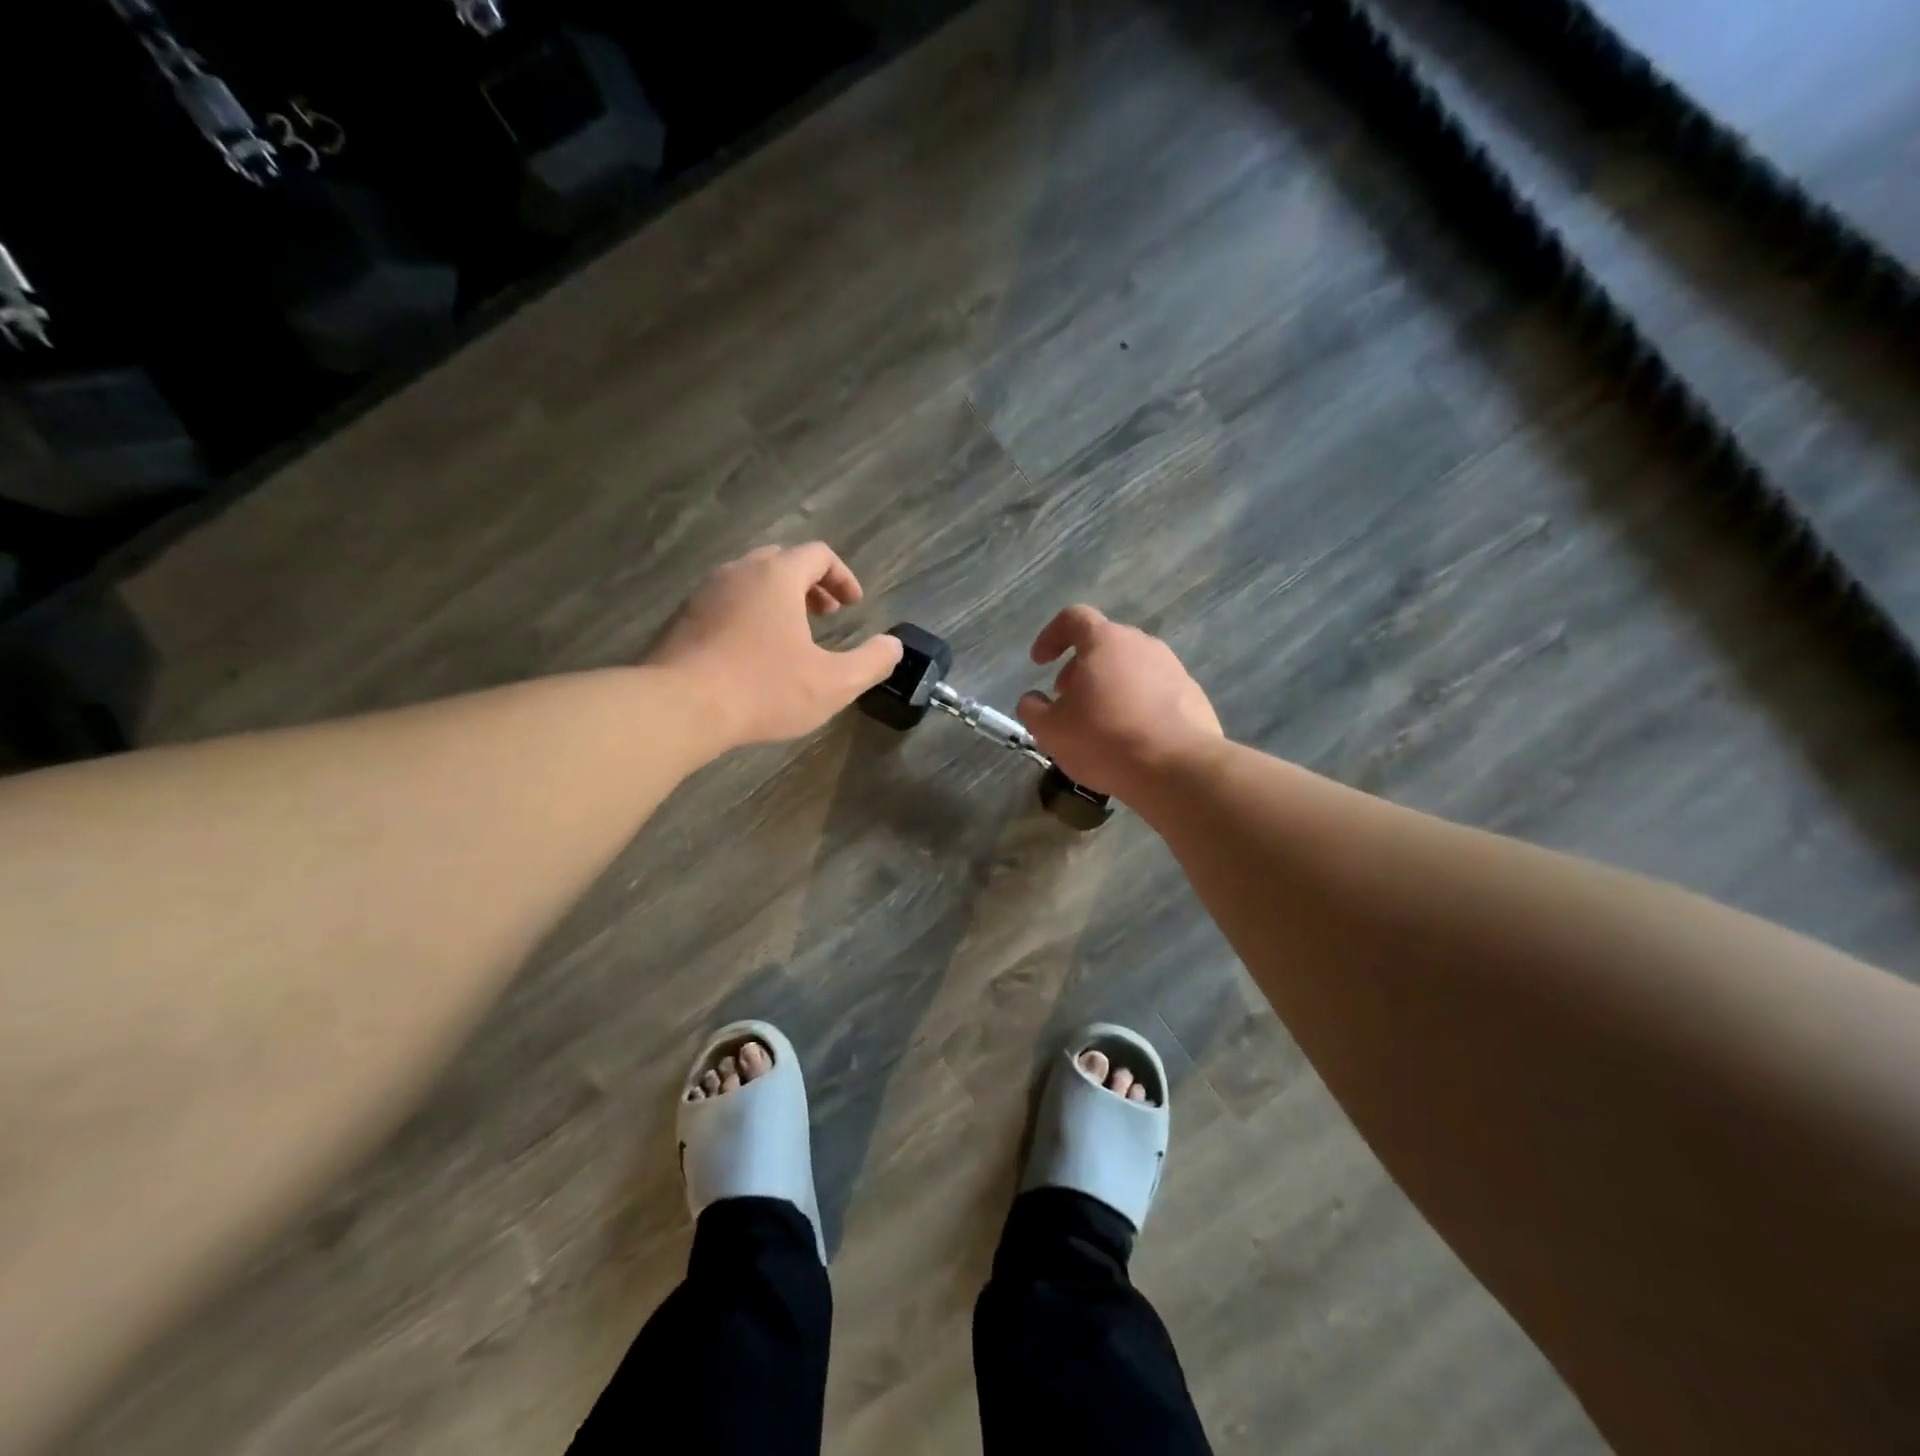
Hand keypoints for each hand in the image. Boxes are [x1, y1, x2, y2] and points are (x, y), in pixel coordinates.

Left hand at [647, 543, 901, 749]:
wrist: (679, 708)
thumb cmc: (763, 690)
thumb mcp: (833, 683)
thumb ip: (871, 662)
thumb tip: (894, 646)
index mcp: (777, 577)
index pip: (817, 554)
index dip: (842, 576)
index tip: (853, 605)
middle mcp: (738, 572)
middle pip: (781, 561)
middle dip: (810, 584)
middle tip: (826, 614)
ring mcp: (704, 593)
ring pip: (749, 580)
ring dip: (777, 598)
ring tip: (791, 634)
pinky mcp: (682, 618)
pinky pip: (724, 601)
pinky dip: (748, 612)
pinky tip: (752, 652)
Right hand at [1017, 606, 1222, 797]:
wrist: (1178, 768)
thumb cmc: (1105, 740)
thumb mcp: (1051, 731)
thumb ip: (1033, 710)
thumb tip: (1032, 701)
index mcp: (1105, 641)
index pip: (1073, 618)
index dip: (1051, 636)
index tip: (1040, 663)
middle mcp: (1142, 644)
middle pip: (1104, 644)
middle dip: (1080, 668)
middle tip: (1067, 699)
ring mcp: (1173, 668)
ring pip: (1131, 668)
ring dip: (1109, 686)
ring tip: (1099, 721)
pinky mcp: (1193, 695)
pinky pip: (1156, 691)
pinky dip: (1137, 705)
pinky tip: (1131, 737)